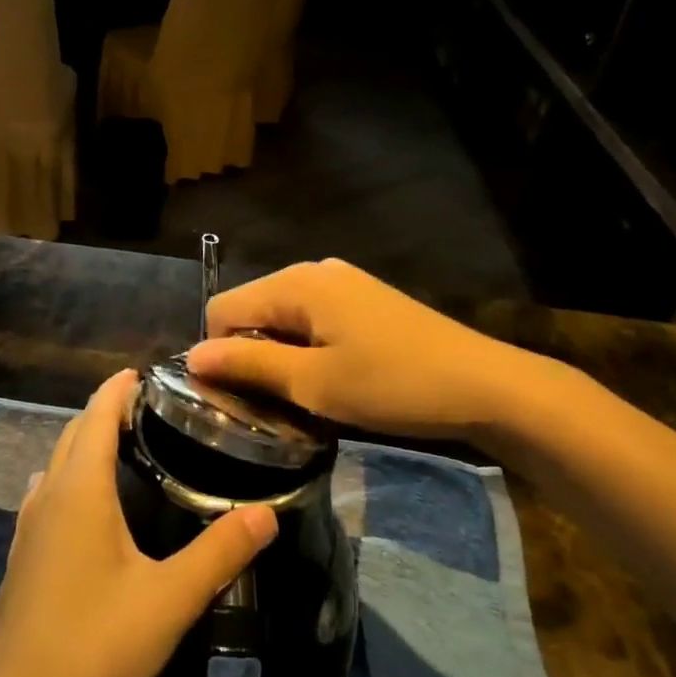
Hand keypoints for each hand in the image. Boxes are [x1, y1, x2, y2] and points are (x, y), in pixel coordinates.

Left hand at [0, 371, 278, 676]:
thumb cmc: (97, 646)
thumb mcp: (170, 598)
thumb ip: (221, 551)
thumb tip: (268, 513)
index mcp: (79, 491)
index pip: (95, 416)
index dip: (118, 389)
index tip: (145, 373)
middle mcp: (47, 499)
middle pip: (72, 436)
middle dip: (104, 413)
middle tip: (148, 408)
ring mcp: (26, 531)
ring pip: (56, 467)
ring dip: (84, 447)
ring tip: (124, 449)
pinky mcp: (20, 562)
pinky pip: (47, 498)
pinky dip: (71, 481)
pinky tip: (91, 509)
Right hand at [187, 259, 542, 441]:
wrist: (483, 385)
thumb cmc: (392, 384)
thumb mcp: (313, 382)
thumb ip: (249, 363)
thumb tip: (192, 355)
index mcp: (296, 282)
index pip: (223, 308)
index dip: (219, 354)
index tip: (239, 399)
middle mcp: (314, 271)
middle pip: (253, 310)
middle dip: (250, 356)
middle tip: (272, 406)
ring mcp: (343, 283)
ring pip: (283, 319)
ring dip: (281, 358)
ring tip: (304, 399)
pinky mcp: (364, 301)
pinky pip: (314, 322)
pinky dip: (308, 351)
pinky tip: (333, 382)